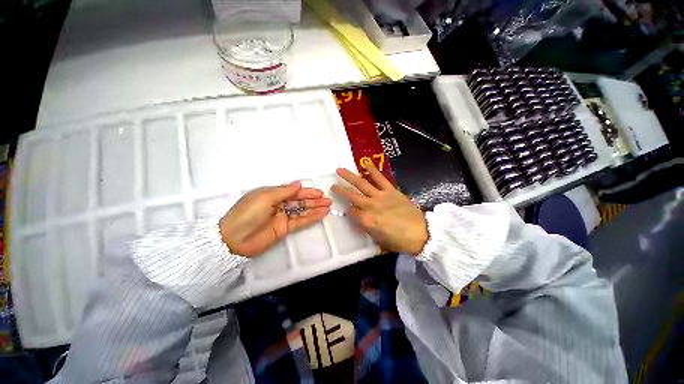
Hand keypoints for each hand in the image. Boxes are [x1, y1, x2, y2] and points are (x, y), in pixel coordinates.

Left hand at [220, 182, 330, 256]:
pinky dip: (311, 218)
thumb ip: (284, 191)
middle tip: (328, 200)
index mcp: (272, 194)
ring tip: (328, 206)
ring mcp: (283, 217)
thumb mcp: (265, 197)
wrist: (234, 239)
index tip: (319, 192)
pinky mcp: (285, 229)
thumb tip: (299, 183)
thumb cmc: (247, 213)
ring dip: (315, 208)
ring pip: (302, 211)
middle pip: (300, 201)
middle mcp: (279, 205)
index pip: (293, 192)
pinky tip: (321, 215)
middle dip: (314, 200)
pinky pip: (301, 221)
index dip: (307, 192)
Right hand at [332, 163, 427, 255]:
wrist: (421, 233)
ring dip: (349, 176)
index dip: (349, 212)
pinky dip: (372, 170)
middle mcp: (370, 206)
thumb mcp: (378, 239)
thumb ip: (366, 227)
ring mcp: (380, 196)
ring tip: (340, 170)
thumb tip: (360, 219)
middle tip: (332, 185)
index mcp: (366, 220)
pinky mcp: (391, 190)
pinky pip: (380, 178)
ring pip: (361, 184)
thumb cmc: (399, 241)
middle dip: (340, 190)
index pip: (351, 213)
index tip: (350, 212)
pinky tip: (365, 163)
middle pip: (351, 196)